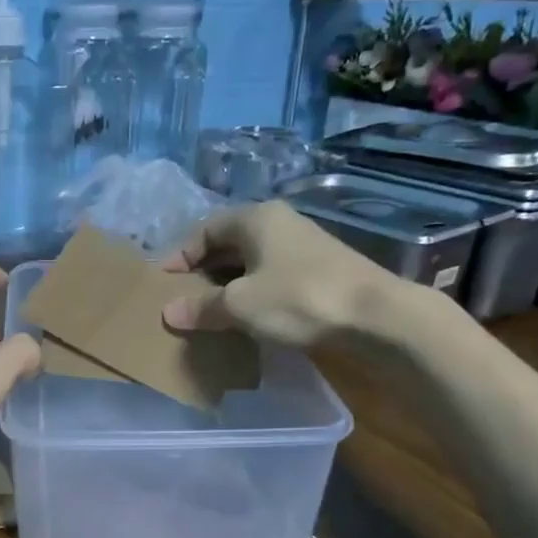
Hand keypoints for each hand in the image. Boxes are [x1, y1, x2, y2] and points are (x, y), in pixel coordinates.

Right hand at [160, 200, 459, 350]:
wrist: (375, 316)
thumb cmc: (298, 299)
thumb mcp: (240, 305)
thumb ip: (202, 308)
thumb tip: (169, 313)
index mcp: (256, 219)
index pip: (204, 230)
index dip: (179, 255)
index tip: (162, 283)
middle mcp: (278, 224)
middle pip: (227, 244)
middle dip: (202, 271)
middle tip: (182, 300)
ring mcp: (301, 246)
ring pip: (250, 262)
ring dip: (226, 285)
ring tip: (208, 312)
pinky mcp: (318, 271)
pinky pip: (270, 277)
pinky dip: (251, 294)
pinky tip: (245, 318)